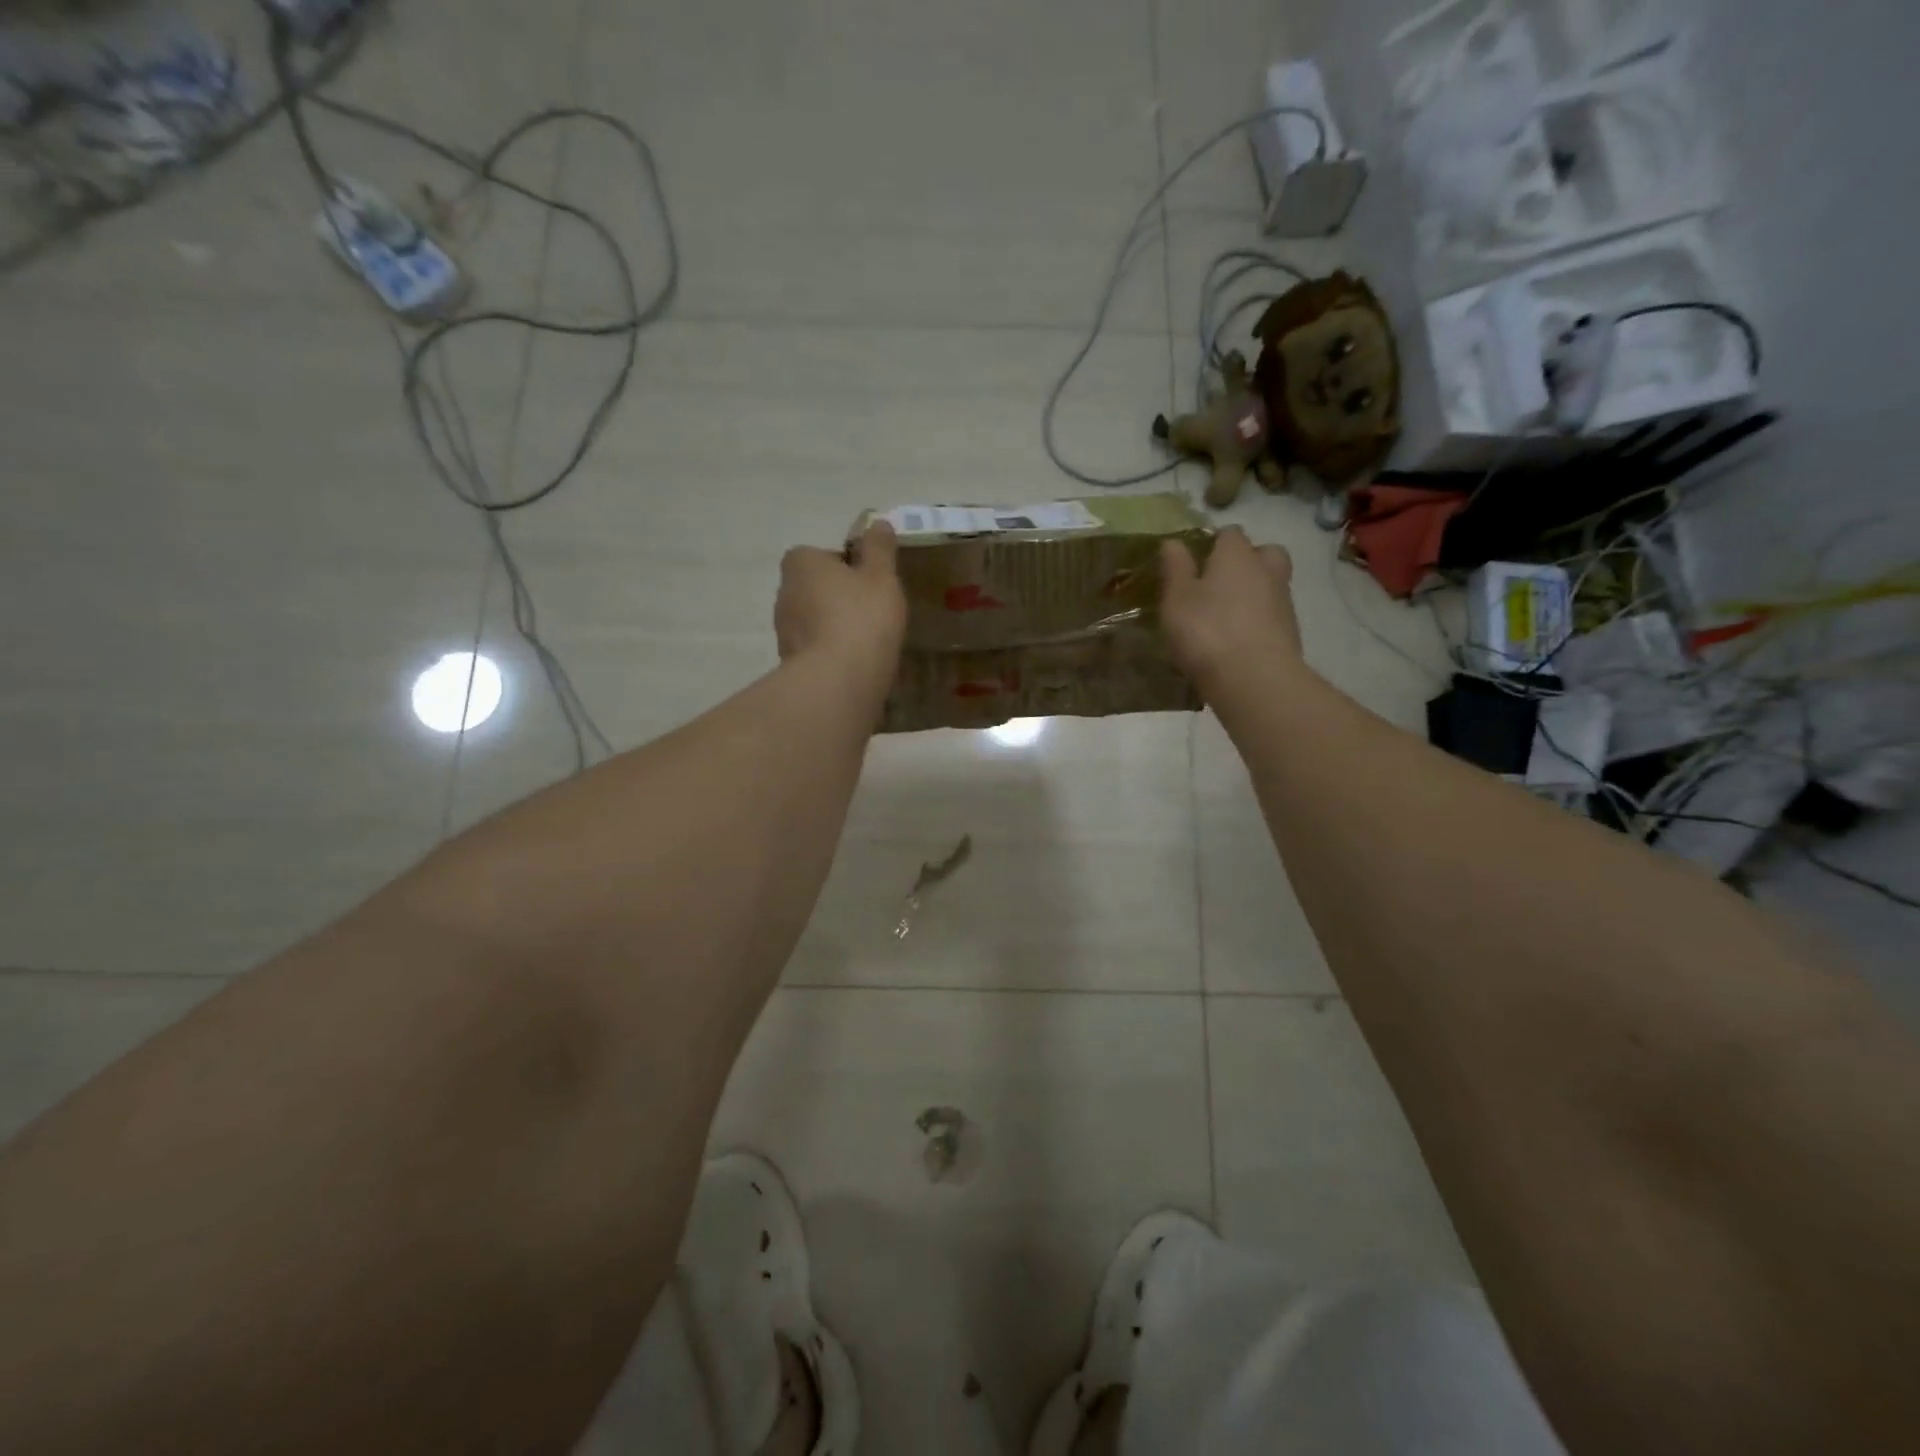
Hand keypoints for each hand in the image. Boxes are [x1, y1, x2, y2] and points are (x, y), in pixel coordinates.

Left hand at [776, 521, 907, 693]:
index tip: (869, 582)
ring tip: (867, 641)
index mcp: (800, 563)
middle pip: (815, 588)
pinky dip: (831, 653)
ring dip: (833, 627)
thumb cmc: (862, 617)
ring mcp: (783, 631)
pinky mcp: (789, 664)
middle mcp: (783, 593)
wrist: (838, 680)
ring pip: (813, 621)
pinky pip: (815, 650)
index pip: (820, 555)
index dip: (846, 566)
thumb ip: (880, 548)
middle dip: (838, 597)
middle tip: (872, 611)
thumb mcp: (882, 576)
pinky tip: (855, 665)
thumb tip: (878, 523)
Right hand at [1160, 527, 1303, 692]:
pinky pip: (1271, 615)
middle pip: (1262, 553)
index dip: (1212, 544)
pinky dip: (1258, 620)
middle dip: (1245, 562)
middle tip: (1219, 584)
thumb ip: (1175, 568)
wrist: (1253, 678)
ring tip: (1224, 617)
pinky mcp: (1290, 631)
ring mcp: (1283, 600)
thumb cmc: (1206, 631)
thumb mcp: (1176, 599)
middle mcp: (1266, 569)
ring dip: (1252, 593)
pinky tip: (1237, 640)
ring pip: (1270, 584)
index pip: (1229, 533)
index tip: (1194, 563)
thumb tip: (1173, 541)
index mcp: (1237, 554)